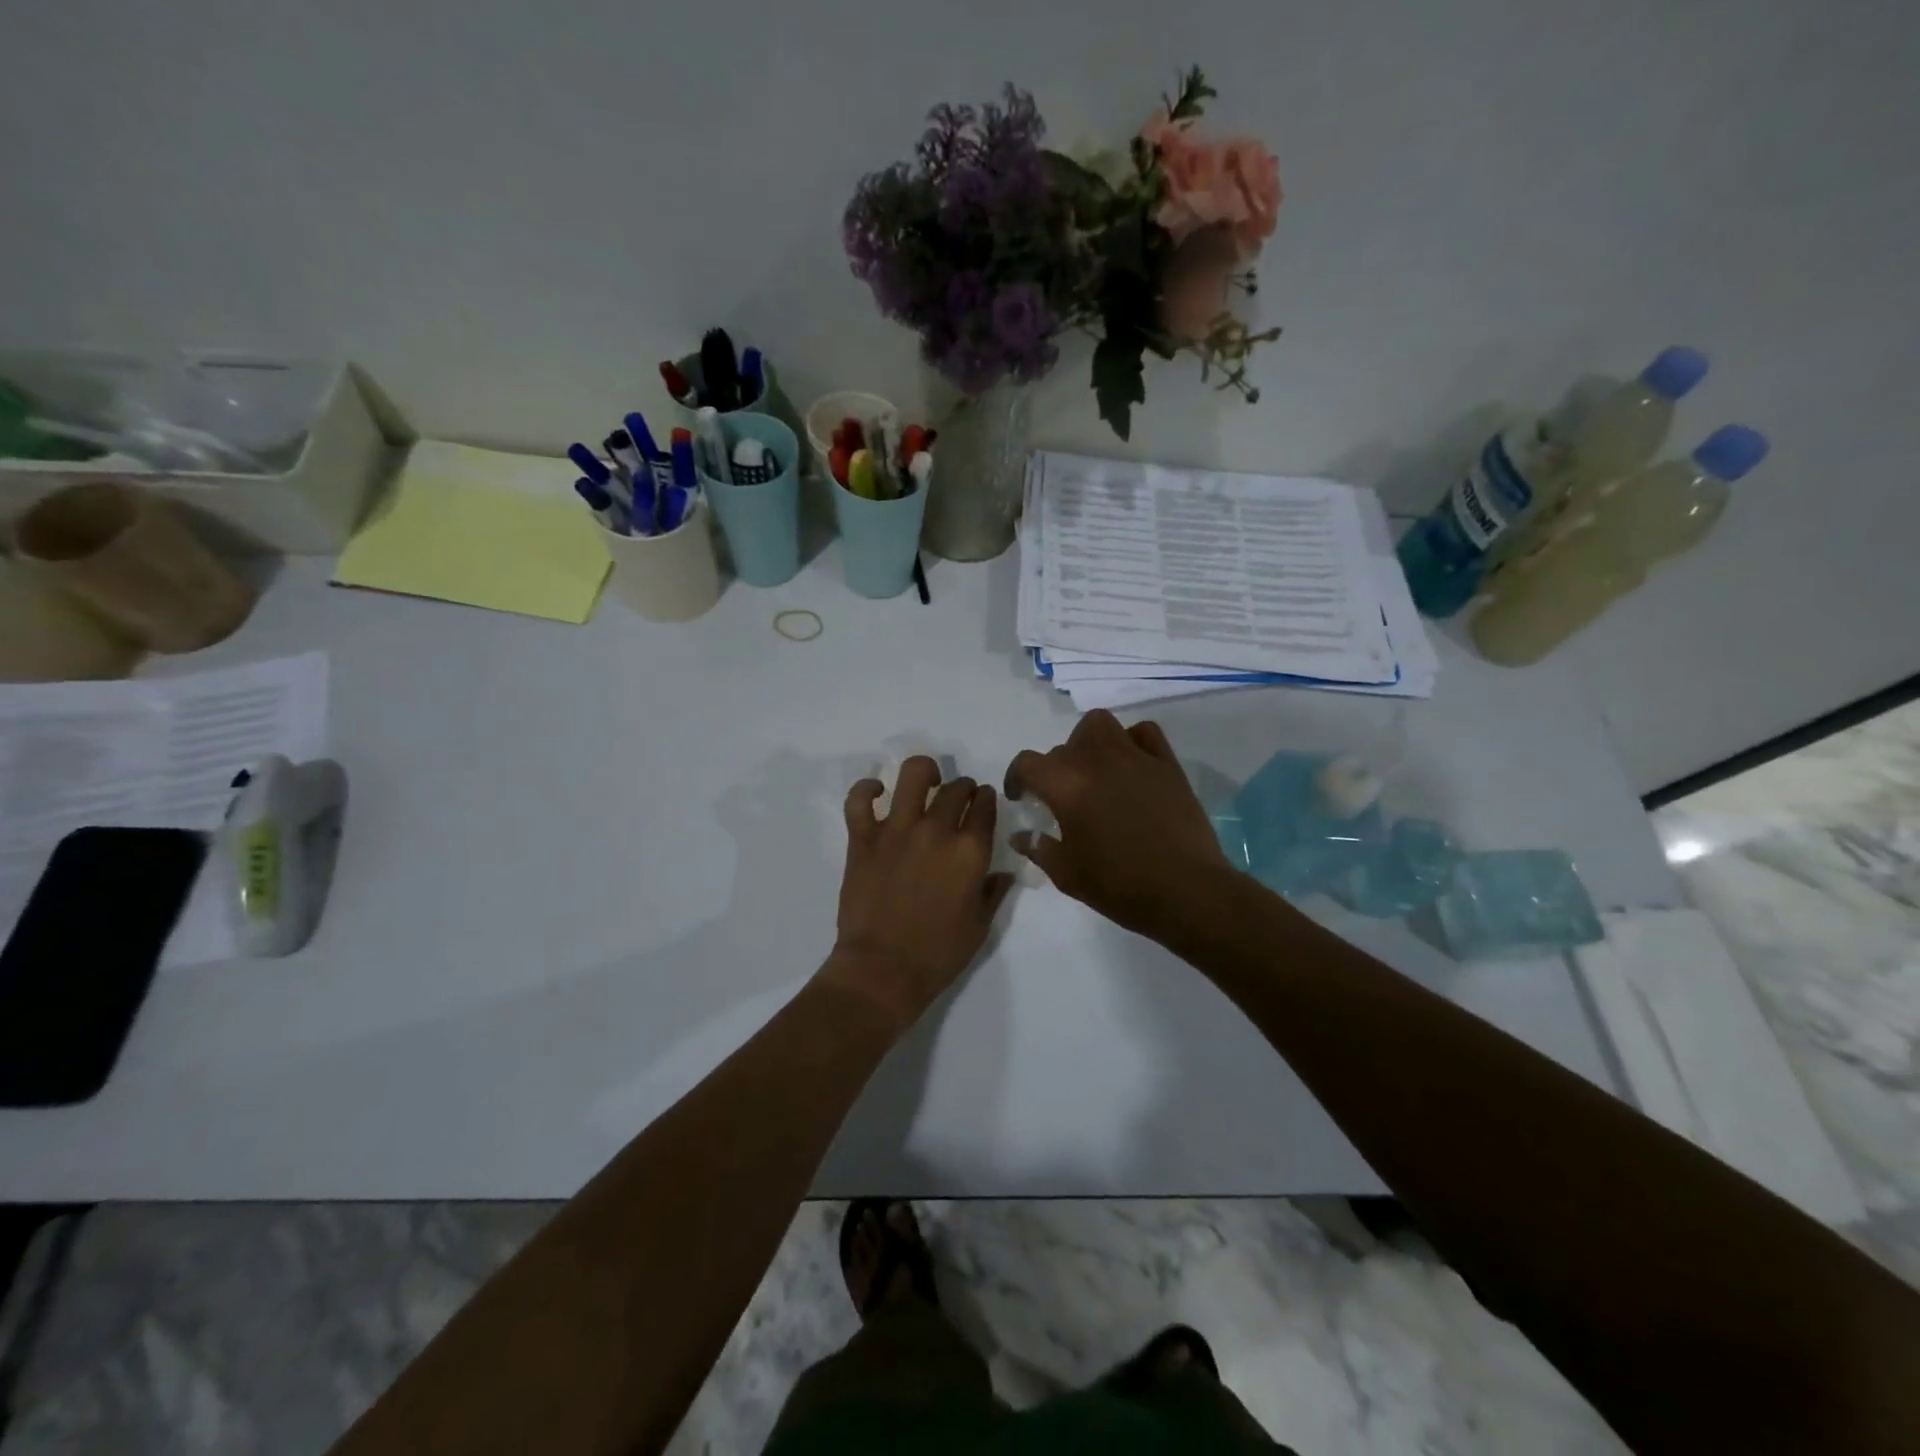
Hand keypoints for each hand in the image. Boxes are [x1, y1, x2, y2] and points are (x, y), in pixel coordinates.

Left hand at [824, 756, 1013, 1032]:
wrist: (883, 970)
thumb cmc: (938, 954)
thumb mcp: (980, 926)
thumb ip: (994, 892)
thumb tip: (1002, 872)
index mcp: (970, 851)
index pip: (985, 806)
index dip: (987, 799)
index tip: (984, 802)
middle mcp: (936, 830)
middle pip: (955, 788)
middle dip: (963, 788)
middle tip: (959, 798)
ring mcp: (896, 830)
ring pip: (913, 775)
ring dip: (925, 772)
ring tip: (926, 781)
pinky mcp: (863, 838)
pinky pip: (859, 799)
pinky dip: (867, 789)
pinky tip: (878, 791)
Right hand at [1004, 711, 1229, 942]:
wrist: (1185, 891)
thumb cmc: (1119, 885)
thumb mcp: (1067, 874)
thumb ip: (1039, 848)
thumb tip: (1021, 835)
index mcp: (1066, 786)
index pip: (1027, 763)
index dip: (1016, 778)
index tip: (1021, 797)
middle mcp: (1096, 761)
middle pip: (1063, 747)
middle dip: (1055, 769)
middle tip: (1062, 796)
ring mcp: (1134, 757)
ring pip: (1100, 724)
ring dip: (1088, 741)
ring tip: (1092, 768)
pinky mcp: (1167, 764)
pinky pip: (1144, 732)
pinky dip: (1131, 740)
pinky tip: (1131, 764)